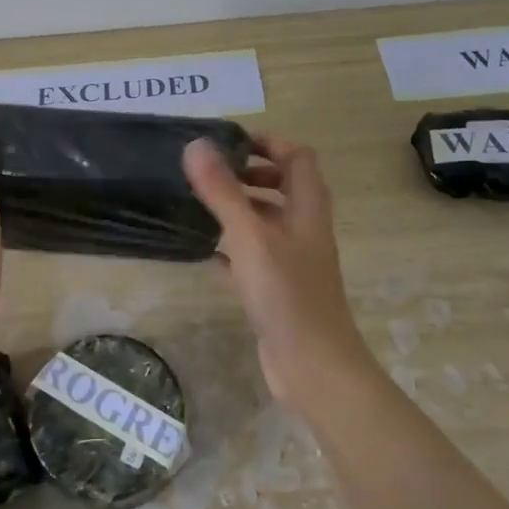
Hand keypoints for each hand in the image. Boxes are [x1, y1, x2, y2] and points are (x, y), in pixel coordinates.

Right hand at [184, 133, 373, 406]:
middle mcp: (304, 229)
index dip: (269, 142)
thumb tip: (196, 145)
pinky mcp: (277, 289)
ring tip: (199, 204)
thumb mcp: (250, 235)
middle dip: (250, 174)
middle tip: (211, 173)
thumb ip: (223, 191)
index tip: (230, 142)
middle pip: (284, 187)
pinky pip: (252, 255)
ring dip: (238, 208)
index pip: (298, 157)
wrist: (312, 366)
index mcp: (307, 209)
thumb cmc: (286, 293)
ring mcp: (292, 261)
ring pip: (266, 222)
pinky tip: (202, 250)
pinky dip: (230, 246)